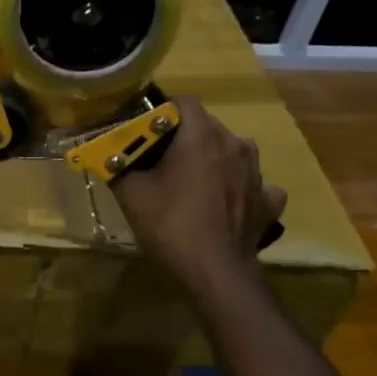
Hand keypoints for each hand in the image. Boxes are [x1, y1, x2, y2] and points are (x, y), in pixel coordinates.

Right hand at [111, 97, 287, 298]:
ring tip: (190, 183)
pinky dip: (238, 188)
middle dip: (182, 137)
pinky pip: (252, 184)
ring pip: (230, 152)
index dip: (160, 112)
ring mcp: (257, 173)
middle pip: (206, 126)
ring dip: (211, 160)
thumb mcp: (132, 195)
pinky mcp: (268, 200)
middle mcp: (235, 145)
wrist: (216, 273)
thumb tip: (108, 156)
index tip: (143, 132)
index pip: (183, 102)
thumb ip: (119, 168)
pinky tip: (225, 203)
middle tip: (158, 161)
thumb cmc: (171, 225)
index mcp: (202, 137)